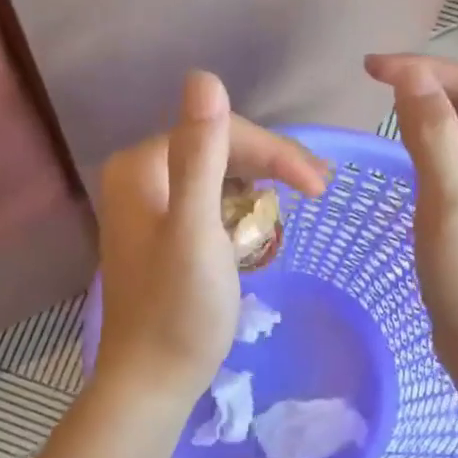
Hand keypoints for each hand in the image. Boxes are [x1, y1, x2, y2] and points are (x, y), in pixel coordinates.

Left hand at [95, 72, 329, 407]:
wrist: (152, 381)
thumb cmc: (179, 311)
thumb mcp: (196, 229)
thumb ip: (200, 154)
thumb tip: (204, 76)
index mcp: (141, 167)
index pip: (219, 132)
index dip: (273, 151)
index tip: (320, 184)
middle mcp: (137, 177)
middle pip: (217, 150)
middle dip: (271, 165)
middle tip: (320, 189)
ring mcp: (145, 206)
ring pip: (216, 175)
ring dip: (260, 185)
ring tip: (302, 201)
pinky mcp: (159, 234)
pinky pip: (208, 202)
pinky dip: (239, 208)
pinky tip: (264, 224)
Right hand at [365, 54, 457, 377]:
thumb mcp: (449, 204)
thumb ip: (431, 135)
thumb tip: (410, 76)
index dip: (427, 70)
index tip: (372, 68)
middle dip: (428, 90)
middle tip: (373, 84)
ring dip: (429, 118)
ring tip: (383, 107)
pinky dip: (434, 150)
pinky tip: (406, 151)